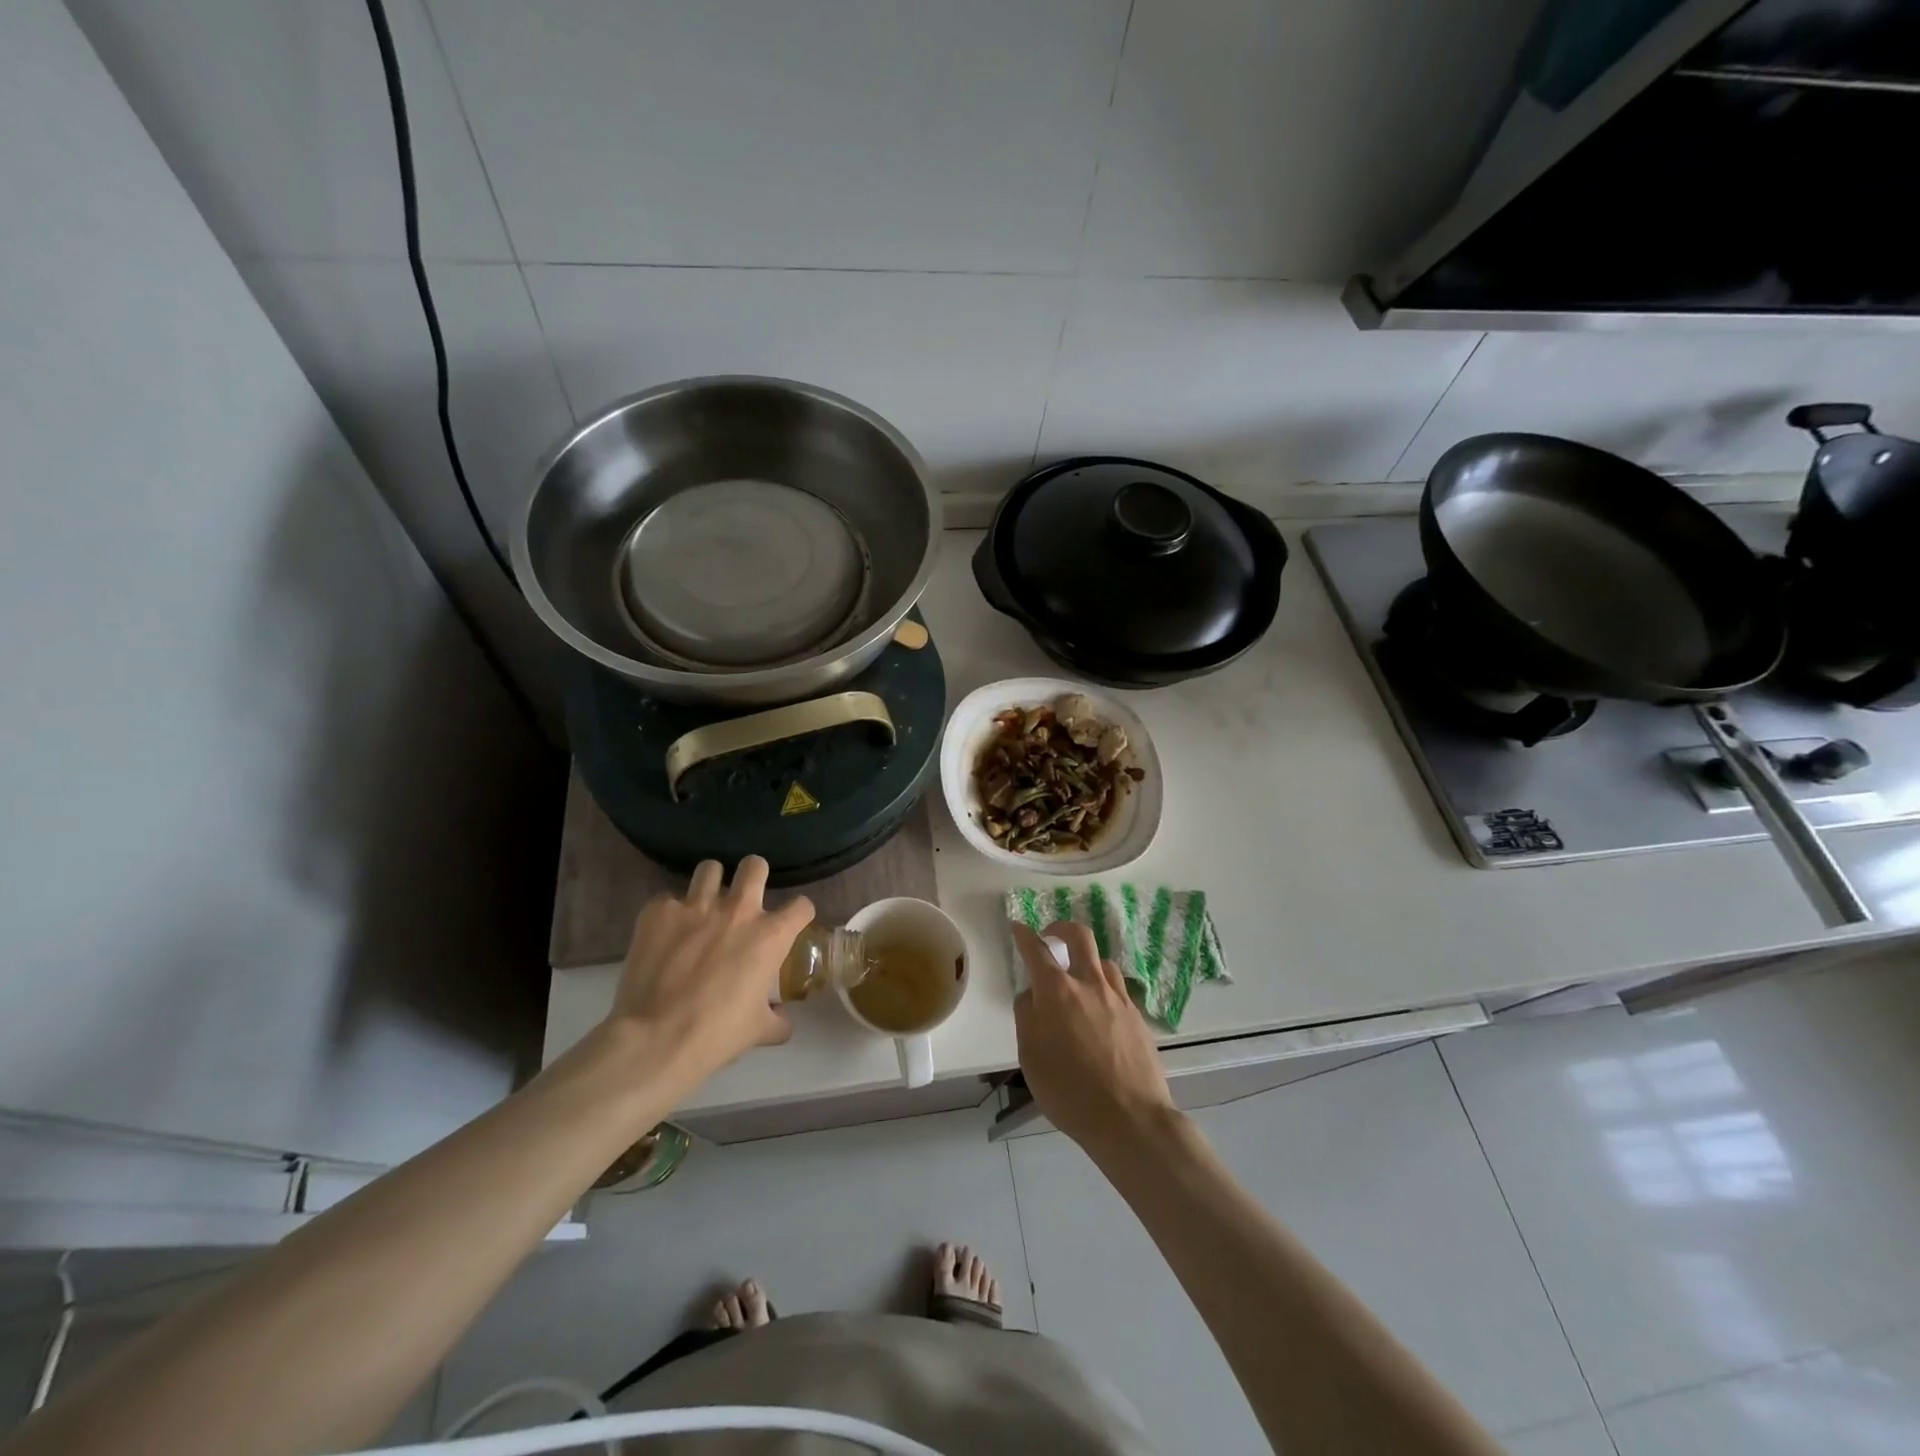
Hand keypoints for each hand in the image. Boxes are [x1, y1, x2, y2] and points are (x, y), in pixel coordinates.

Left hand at [605, 856, 813, 1096]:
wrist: (656, 1039)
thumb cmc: (717, 1035)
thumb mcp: (759, 1031)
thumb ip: (777, 1019)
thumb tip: (782, 1019)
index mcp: (770, 936)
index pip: (801, 906)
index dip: (799, 914)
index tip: (791, 924)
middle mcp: (738, 910)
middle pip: (755, 866)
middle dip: (754, 875)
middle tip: (746, 898)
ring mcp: (696, 907)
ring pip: (710, 868)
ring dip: (711, 884)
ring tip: (704, 905)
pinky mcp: (659, 912)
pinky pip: (667, 900)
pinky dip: (669, 914)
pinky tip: (665, 934)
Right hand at [1012, 921, 1174, 1157]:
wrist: (1130, 1118)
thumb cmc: (1069, 1091)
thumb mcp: (1030, 1057)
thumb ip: (1027, 1017)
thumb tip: (1032, 995)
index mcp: (1057, 992)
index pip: (1037, 950)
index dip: (1024, 935)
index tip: (1018, 927)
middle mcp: (1089, 984)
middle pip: (1079, 936)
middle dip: (1062, 928)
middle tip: (1051, 937)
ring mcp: (1118, 998)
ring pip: (1103, 961)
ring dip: (1087, 961)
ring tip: (1078, 980)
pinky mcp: (1138, 1016)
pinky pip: (1118, 987)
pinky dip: (1103, 987)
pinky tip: (1100, 1010)